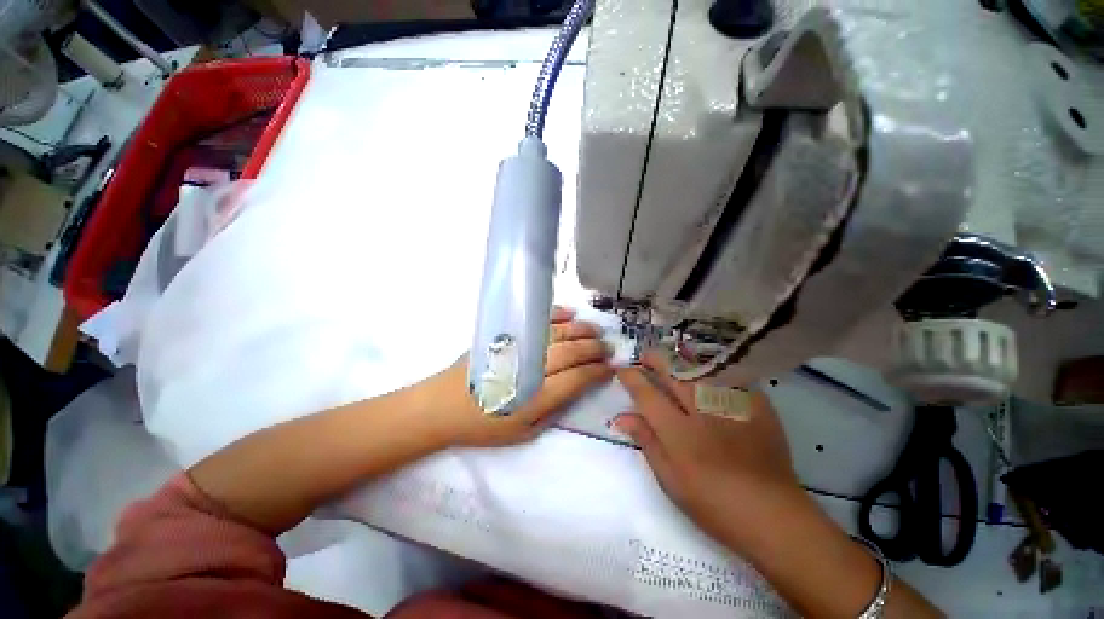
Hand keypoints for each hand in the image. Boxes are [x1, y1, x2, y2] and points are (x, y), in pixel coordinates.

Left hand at [417, 307, 613, 447]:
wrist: (442, 406)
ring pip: (557, 334)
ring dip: (580, 330)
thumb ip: (553, 411)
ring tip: (595, 331)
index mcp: (535, 398)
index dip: (597, 372)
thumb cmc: (484, 425)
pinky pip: (535, 322)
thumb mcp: (523, 432)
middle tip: (608, 348)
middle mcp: (529, 369)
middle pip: (570, 352)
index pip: (576, 378)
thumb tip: (575, 388)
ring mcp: (517, 348)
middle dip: (594, 349)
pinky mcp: (505, 336)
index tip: (610, 368)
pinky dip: (555, 316)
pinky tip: (569, 315)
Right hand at [613, 351, 801, 549]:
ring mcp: (730, 403)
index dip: (630, 377)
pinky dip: (712, 369)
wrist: (771, 513)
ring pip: (698, 366)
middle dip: (653, 358)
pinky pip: (728, 375)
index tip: (622, 371)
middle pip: (671, 371)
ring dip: (679, 359)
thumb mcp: (669, 478)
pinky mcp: (755, 403)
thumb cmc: (712, 502)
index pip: (646, 392)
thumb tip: (621, 417)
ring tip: (670, 359)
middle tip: (645, 357)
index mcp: (677, 430)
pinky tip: (706, 372)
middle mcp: (701, 409)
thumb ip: (646, 441)